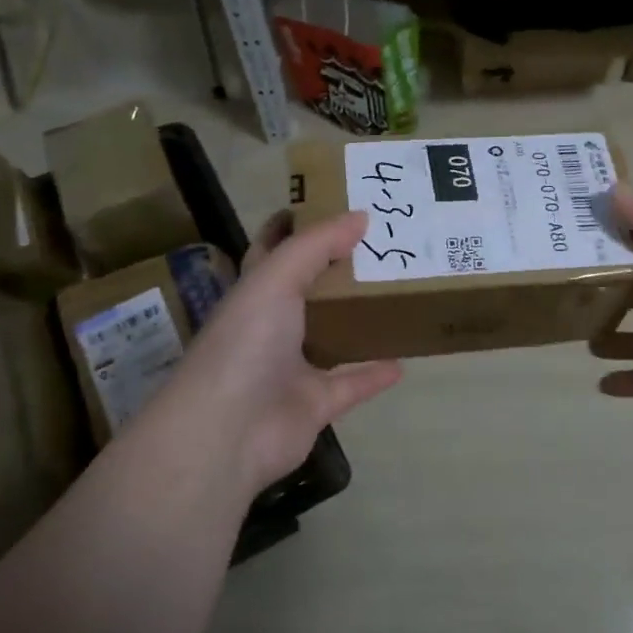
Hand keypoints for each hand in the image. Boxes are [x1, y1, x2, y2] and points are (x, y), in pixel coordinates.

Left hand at [161, 209, 401, 495]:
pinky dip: (374, 374)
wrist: (230, 431)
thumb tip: (360, 215)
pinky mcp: (314, 404)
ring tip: (396, 295)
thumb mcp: (276, 278)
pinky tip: (403, 361)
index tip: (329, 201)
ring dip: (357, 320)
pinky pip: (351, 385)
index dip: (292, 225)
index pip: (271, 249)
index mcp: (254, 292)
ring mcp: (292, 368)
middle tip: (381, 244)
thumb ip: (317, 244)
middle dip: (337, 269)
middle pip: (307, 291)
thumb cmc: (246, 342)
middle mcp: (270, 327)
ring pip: (331, 337)